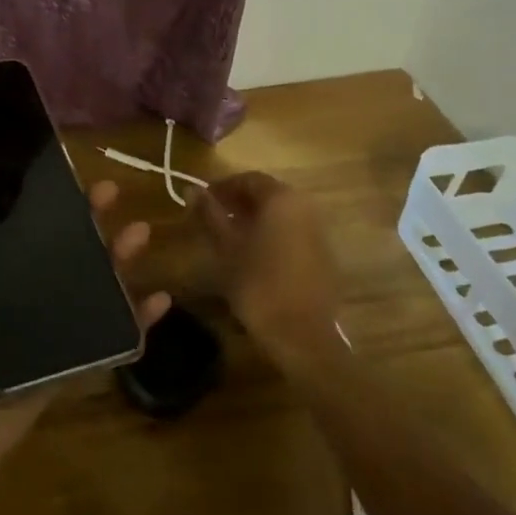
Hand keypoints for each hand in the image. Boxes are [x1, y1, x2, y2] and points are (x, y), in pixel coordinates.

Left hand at [0, 180, 167, 505]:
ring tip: (139, 233)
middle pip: (61, 248)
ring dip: (119, 258)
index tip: (63, 170)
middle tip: (110, 192)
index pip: (18, 224)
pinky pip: (108, 338)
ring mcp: (43, 329)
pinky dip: (136, 320)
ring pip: (91, 284)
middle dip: (88, 218)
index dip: (43, 198)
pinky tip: (160, 298)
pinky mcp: (65, 363)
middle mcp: (14, 293)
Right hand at [194, 172, 341, 367]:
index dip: (222, 187)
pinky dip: (271, 233)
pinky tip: (253, 254)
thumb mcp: (226, 247)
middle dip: (238, 202)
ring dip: (254, 218)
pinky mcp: (323, 253)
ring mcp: (318, 230)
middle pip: (266, 194)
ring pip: (280, 213)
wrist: (302, 335)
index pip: (248, 179)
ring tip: (228, 237)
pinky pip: (292, 231)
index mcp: (281, 198)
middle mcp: (304, 206)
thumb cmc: (258, 284)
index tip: (201, 200)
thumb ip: (209, 214)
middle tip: (212, 217)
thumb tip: (192, 189)